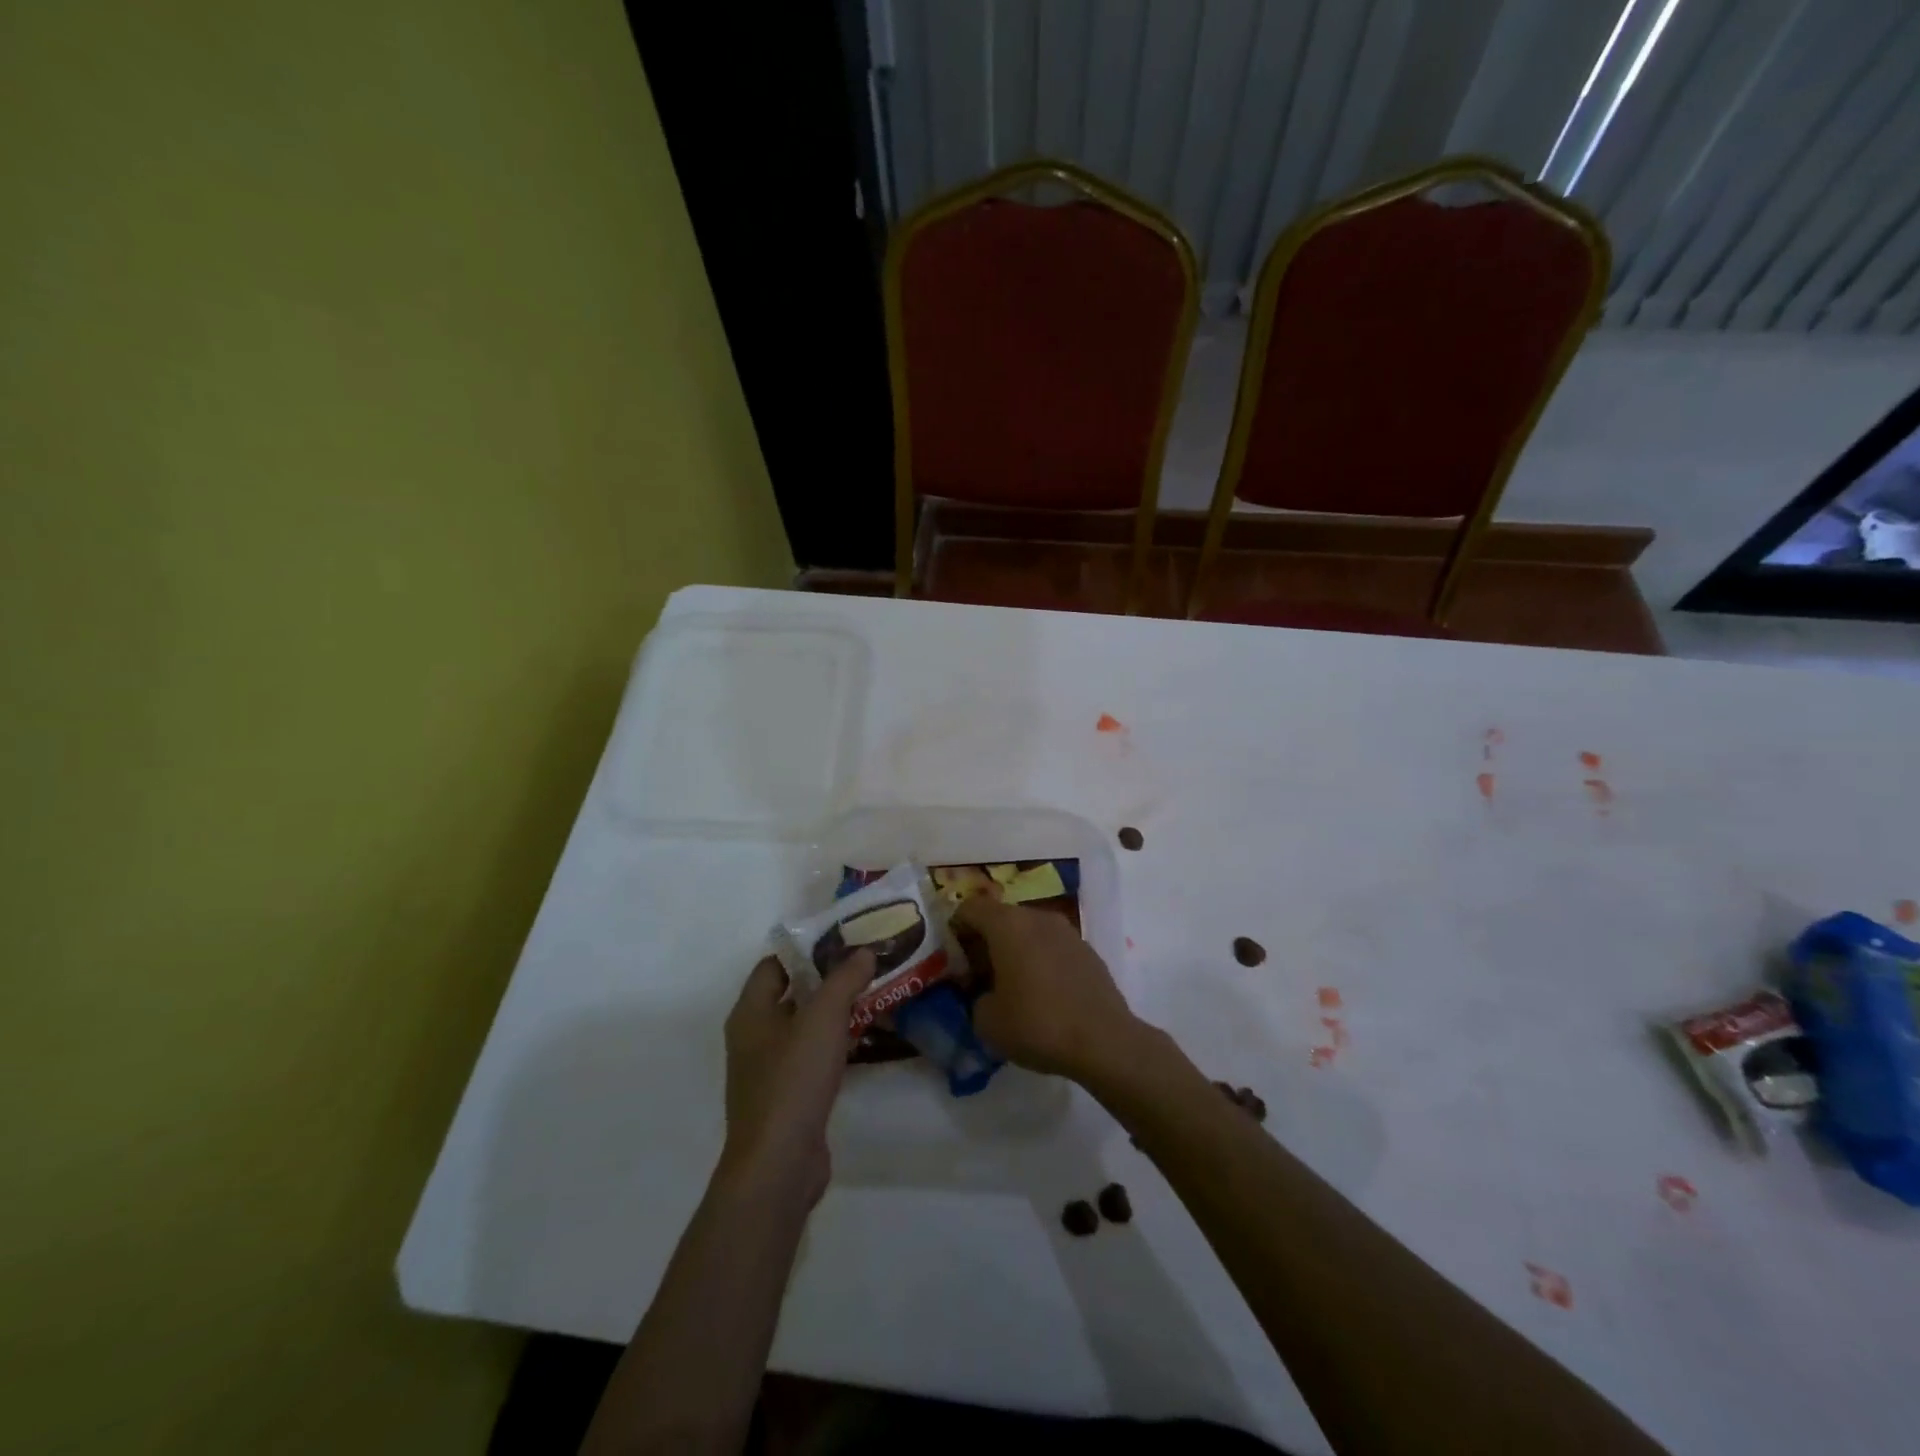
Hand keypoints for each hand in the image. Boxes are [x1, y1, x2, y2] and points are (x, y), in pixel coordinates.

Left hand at [720, 951, 871, 1203]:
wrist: (778, 1165)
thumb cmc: (793, 1080)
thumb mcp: (823, 1019)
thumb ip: (844, 980)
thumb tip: (864, 952)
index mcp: (750, 1012)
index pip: (774, 965)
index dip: (806, 950)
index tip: (844, 941)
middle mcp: (754, 1036)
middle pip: (791, 994)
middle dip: (827, 979)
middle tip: (866, 965)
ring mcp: (769, 1069)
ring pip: (804, 1027)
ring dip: (835, 1012)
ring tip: (873, 996)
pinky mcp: (788, 1097)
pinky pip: (812, 1057)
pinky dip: (835, 1044)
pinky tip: (865, 1040)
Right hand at [949, 897, 1142, 1082]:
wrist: (1104, 1041)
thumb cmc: (1037, 1024)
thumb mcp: (986, 1021)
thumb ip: (974, 998)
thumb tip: (984, 993)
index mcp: (1008, 924)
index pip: (970, 907)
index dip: (955, 929)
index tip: (953, 960)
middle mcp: (1037, 917)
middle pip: (1000, 917)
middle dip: (984, 942)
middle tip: (977, 976)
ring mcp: (1066, 931)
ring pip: (1028, 931)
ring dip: (1014, 950)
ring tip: (1010, 986)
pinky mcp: (1087, 950)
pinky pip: (1051, 946)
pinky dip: (1039, 960)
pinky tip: (1041, 993)